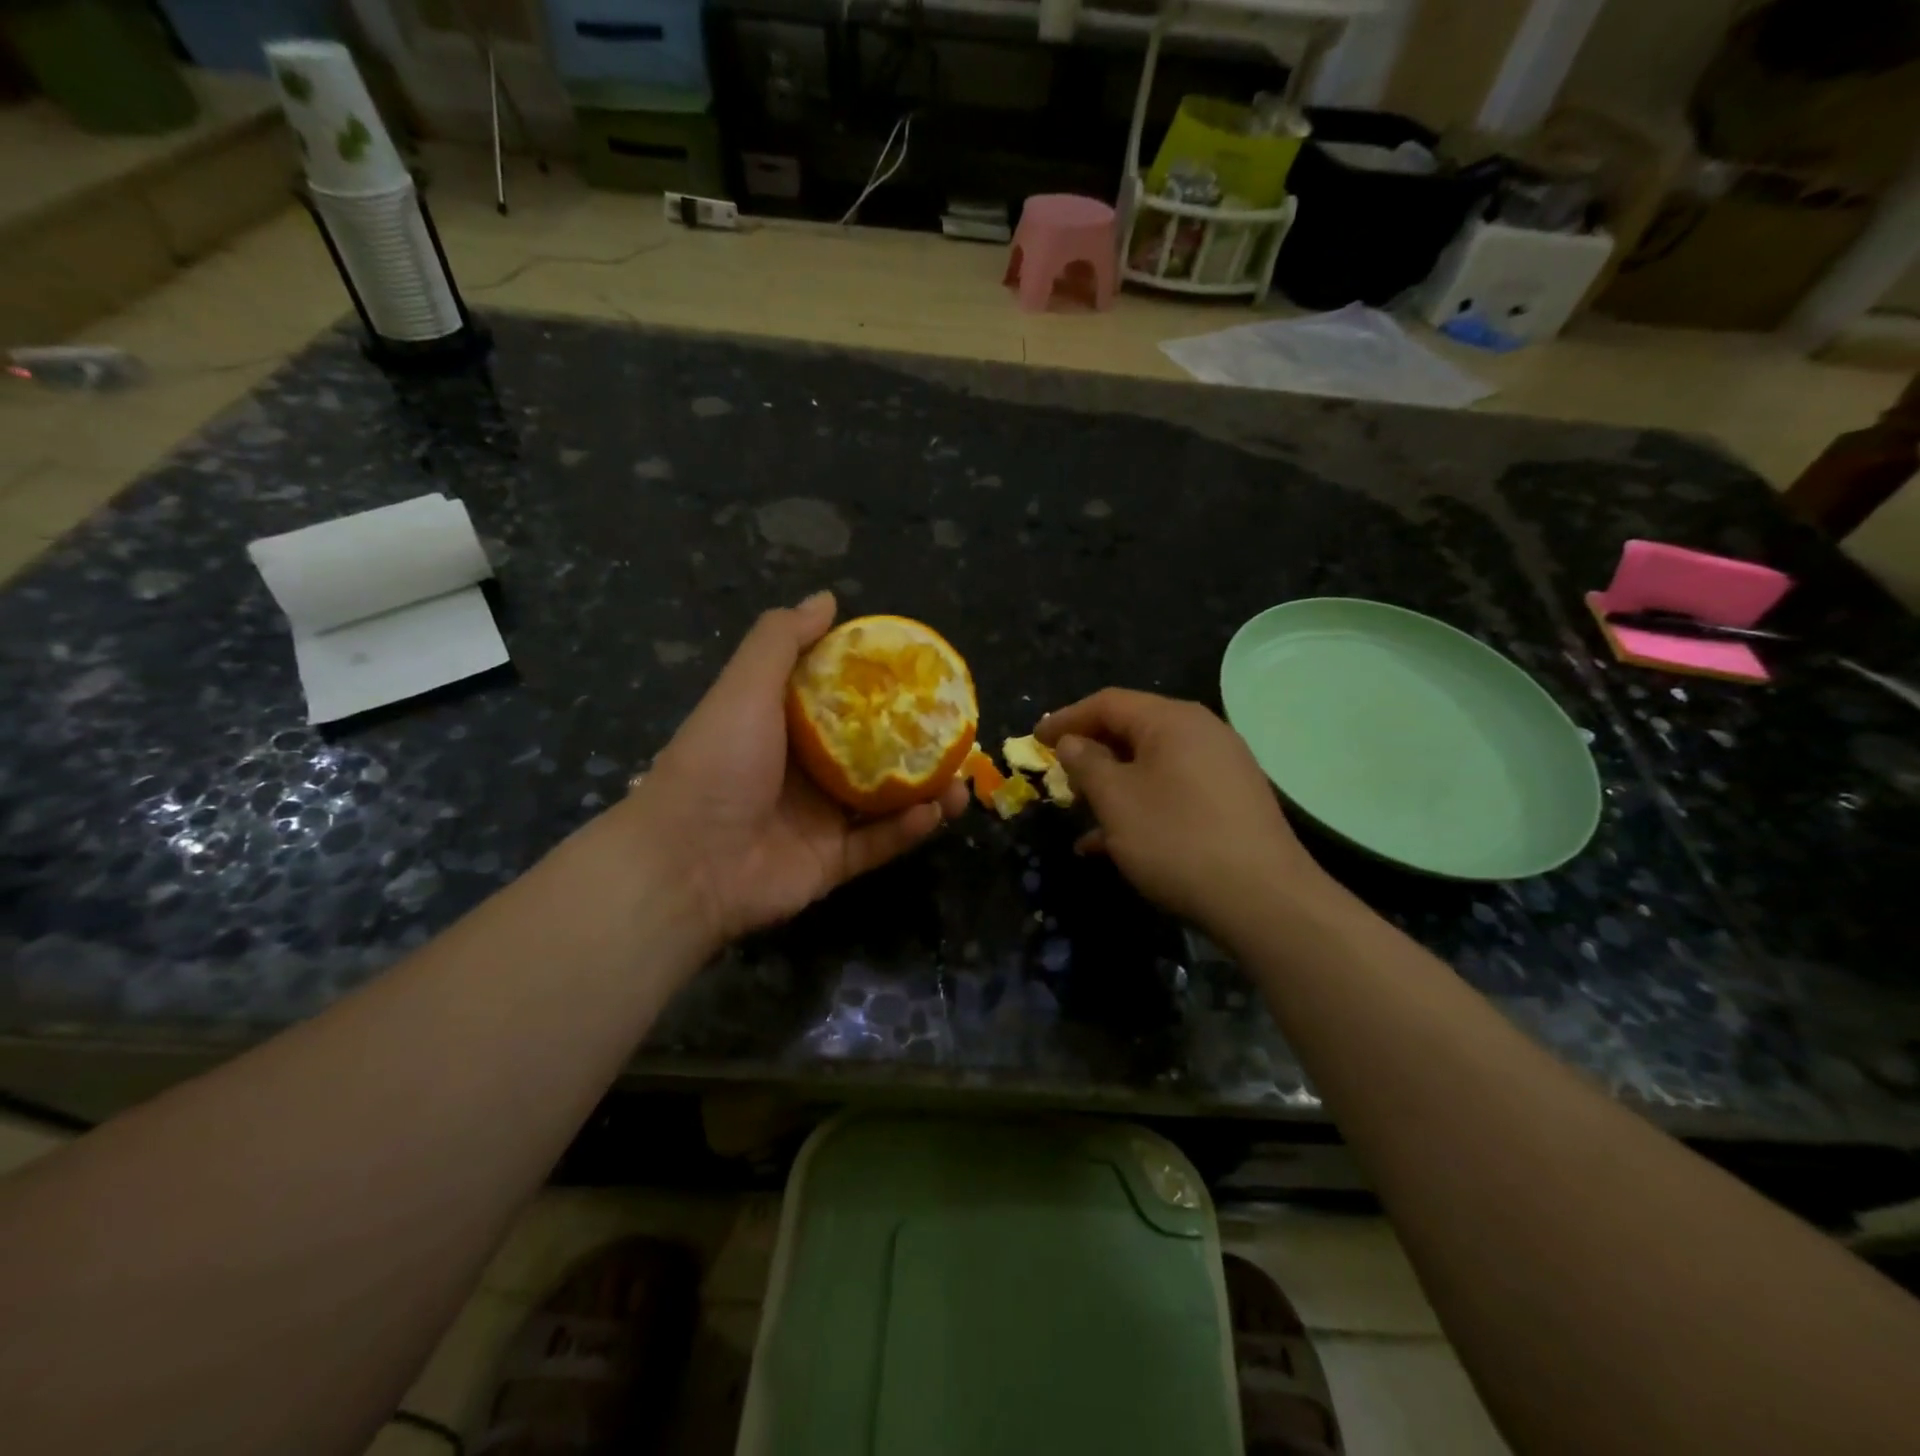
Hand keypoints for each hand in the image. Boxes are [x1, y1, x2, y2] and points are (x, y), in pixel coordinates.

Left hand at [631, 591, 968, 951]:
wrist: (686, 863)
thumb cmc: (718, 763)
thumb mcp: (745, 687)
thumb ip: (783, 640)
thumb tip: (827, 599)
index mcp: (784, 728)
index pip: (843, 701)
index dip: (882, 688)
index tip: (923, 677)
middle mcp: (805, 772)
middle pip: (873, 754)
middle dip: (916, 745)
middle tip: (956, 734)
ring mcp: (819, 821)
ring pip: (885, 802)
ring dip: (926, 791)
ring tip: (962, 780)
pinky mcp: (831, 863)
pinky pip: (878, 845)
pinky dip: (908, 831)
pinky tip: (937, 811)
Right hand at [1036, 689, 1329, 930]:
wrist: (1264, 900)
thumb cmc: (1176, 839)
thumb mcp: (1116, 800)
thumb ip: (1086, 764)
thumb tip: (1072, 742)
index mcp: (1172, 720)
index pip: (1108, 703)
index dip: (1066, 719)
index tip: (1035, 740)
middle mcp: (1202, 732)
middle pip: (1133, 730)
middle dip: (1090, 753)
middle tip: (1059, 776)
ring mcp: (1222, 767)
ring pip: (1152, 765)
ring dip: (1113, 786)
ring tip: (1082, 816)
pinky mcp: (1232, 801)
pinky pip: (1174, 790)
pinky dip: (1142, 806)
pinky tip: (1117, 844)